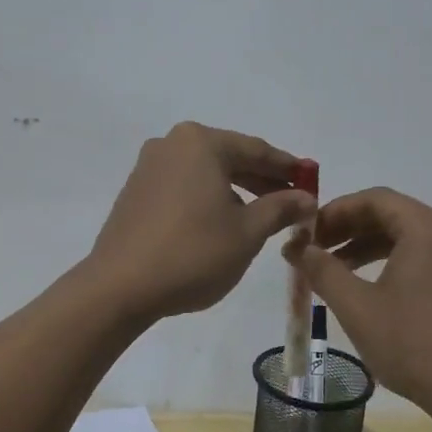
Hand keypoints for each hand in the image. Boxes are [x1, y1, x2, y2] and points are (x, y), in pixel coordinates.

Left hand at [88, 122, 315, 321]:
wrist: (120, 287)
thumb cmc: (192, 253)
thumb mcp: (247, 233)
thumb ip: (280, 208)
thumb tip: (306, 197)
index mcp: (200, 143)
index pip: (256, 150)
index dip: (288, 168)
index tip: (311, 180)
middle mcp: (171, 144)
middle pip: (229, 157)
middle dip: (262, 179)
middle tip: (292, 201)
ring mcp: (148, 167)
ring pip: (205, 173)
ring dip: (236, 190)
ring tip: (261, 216)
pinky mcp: (135, 192)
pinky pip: (184, 187)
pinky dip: (208, 198)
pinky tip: (221, 223)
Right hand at [284, 187, 431, 414]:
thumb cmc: (411, 342)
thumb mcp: (356, 305)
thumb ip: (322, 269)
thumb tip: (296, 246)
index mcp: (425, 227)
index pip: (373, 199)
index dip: (334, 210)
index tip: (305, 232)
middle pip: (388, 214)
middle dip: (346, 228)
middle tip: (311, 248)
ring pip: (401, 237)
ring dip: (362, 246)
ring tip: (328, 268)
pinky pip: (416, 257)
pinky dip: (384, 262)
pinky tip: (361, 287)